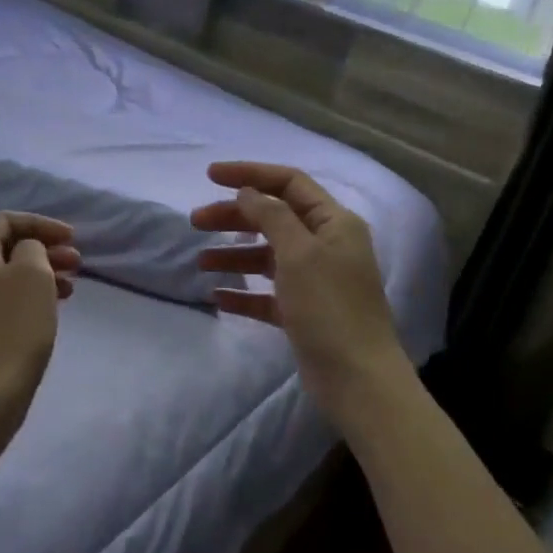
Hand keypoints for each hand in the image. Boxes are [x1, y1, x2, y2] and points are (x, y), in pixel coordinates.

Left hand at [0, 212, 79, 424]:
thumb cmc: (15, 326)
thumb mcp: (33, 273)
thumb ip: (33, 248)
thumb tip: (25, 253)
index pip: (5, 221)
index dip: (41, 223)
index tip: (72, 238)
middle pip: (4, 250)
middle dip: (44, 251)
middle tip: (77, 263)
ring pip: (3, 279)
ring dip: (38, 276)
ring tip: (69, 290)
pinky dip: (25, 299)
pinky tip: (46, 313)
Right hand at [192, 162, 411, 419]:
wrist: (357, 378)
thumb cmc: (330, 308)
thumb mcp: (299, 253)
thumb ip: (272, 216)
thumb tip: (248, 192)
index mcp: (334, 223)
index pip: (289, 184)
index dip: (250, 174)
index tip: (210, 176)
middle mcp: (326, 246)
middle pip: (273, 219)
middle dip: (234, 217)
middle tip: (195, 222)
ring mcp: (315, 281)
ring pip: (267, 256)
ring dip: (233, 255)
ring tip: (199, 263)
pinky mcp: (303, 313)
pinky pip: (267, 294)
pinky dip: (243, 292)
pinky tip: (217, 296)